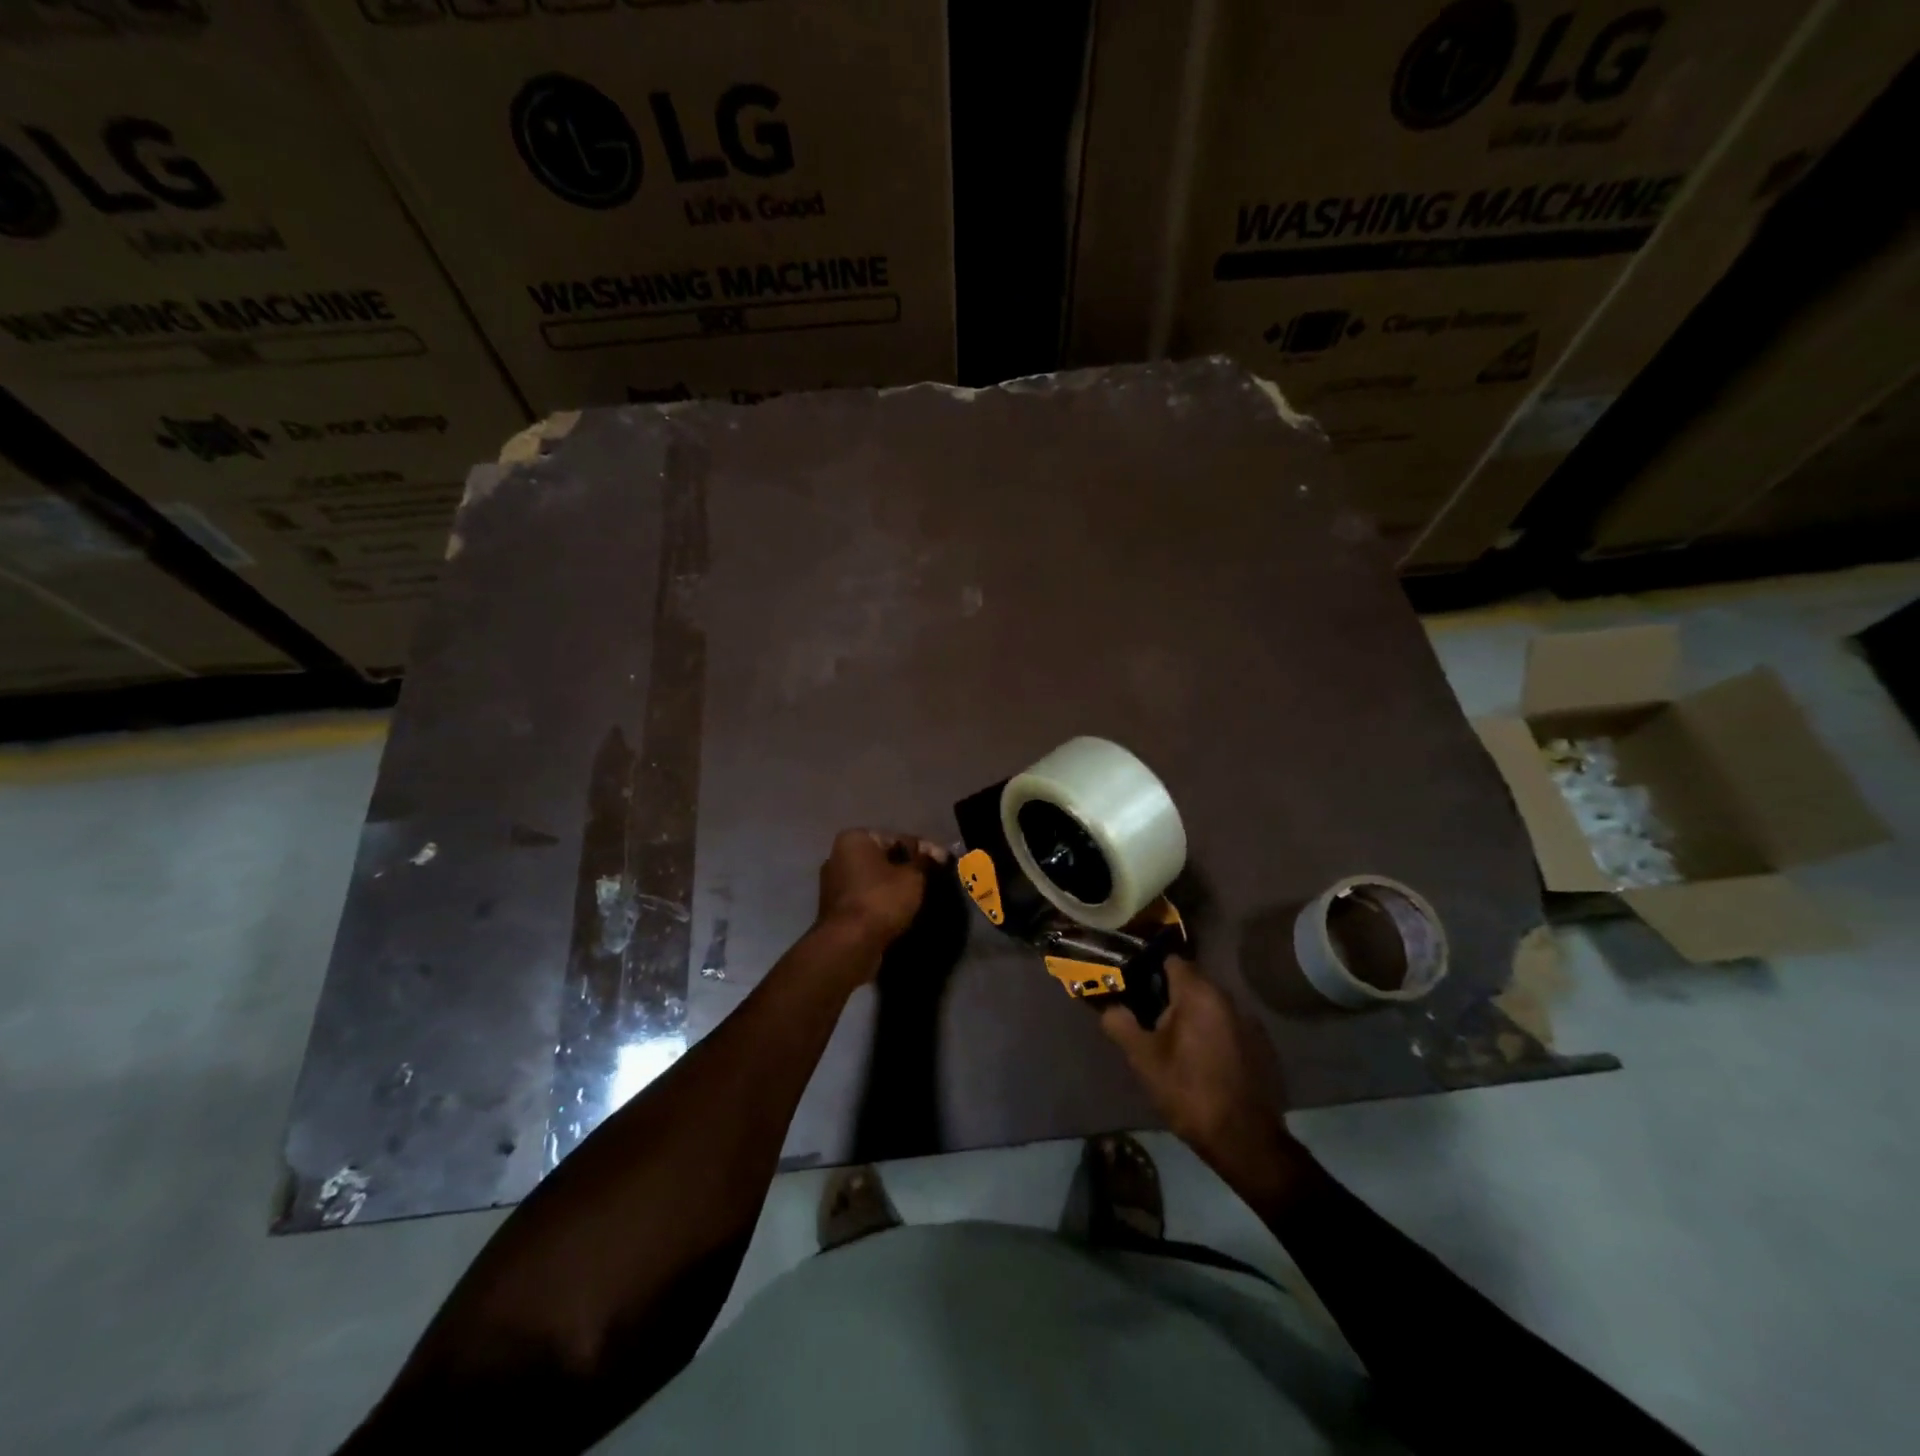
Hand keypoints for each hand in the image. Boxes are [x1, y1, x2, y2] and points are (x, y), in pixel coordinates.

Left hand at [814, 829, 948, 955]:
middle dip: (906, 868)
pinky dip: (882, 902)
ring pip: (874, 880)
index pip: (897, 838)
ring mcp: (833, 884)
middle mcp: (838, 856)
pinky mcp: (835, 910)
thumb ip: (925, 861)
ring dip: (894, 886)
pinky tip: (900, 911)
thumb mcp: (913, 877)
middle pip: (883, 858)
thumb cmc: (882, 899)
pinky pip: (866, 898)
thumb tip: (936, 854)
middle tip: (932, 879)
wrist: (849, 944)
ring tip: (919, 897)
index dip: (923, 850)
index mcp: (854, 839)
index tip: (942, 862)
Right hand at [1101, 958, 1298, 1192]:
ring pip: (1211, 1005)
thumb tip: (1109, 1007)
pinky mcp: (1262, 1045)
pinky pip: (1228, 1025)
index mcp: (1199, 994)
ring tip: (1173, 1041)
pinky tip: (1203, 1060)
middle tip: (1148, 1018)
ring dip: (1192, 1014)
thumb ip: (1121, 1024)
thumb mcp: (1143, 1059)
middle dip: (1169, 995)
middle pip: (1192, 981)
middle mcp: (1228, 998)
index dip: (1149, 970)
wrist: (1245, 1140)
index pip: (1171, 961)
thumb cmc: (1188, 1092)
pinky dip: (1213, 1032)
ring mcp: (1249, 1021)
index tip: (1134, 987)